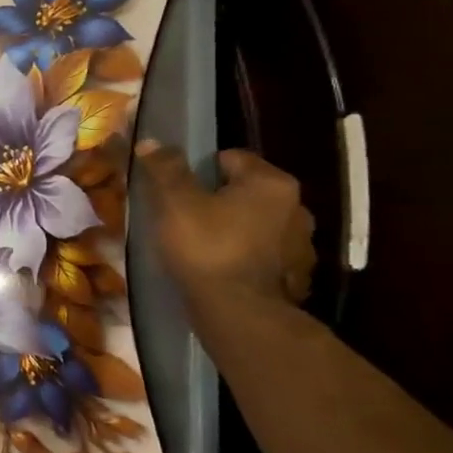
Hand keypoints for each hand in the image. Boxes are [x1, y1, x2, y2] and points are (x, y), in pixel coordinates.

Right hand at [135, 141, 316, 307]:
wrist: (239, 311)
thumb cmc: (207, 247)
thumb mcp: (176, 203)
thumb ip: (165, 170)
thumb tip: (152, 141)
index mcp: (272, 183)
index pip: (230, 157)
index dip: (199, 170)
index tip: (178, 190)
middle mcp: (297, 206)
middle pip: (246, 190)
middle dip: (219, 198)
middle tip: (185, 216)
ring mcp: (301, 242)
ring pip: (256, 221)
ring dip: (235, 226)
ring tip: (203, 243)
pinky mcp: (296, 272)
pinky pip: (264, 251)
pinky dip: (245, 252)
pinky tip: (222, 265)